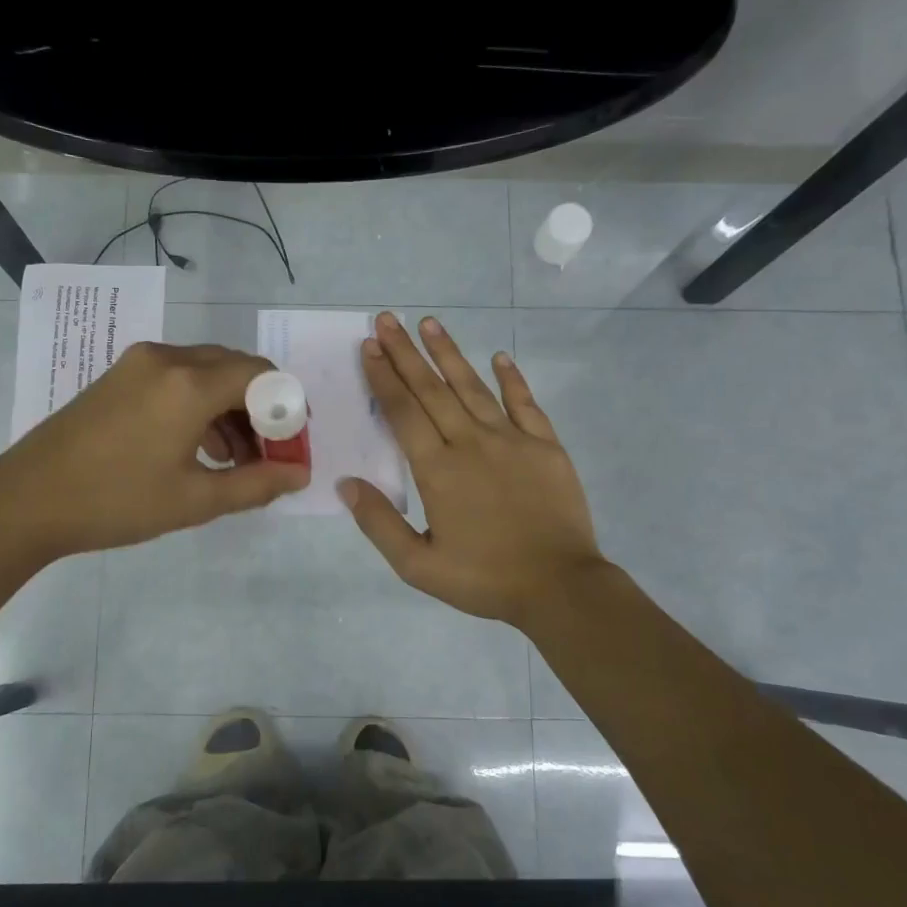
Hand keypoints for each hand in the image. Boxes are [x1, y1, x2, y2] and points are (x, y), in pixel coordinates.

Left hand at [0, 341, 308, 561]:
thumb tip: (301, 474)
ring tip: (236, 460)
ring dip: (230, 408)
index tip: (292, 446)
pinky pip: (176, 378)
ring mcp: (138, 363)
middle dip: (260, 408)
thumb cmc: (116, 502)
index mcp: (189, 383)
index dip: (287, 409)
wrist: (26, 501)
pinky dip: (199, 404)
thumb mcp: (195, 500)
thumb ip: (257, 484)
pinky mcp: (119, 375)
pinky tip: (199, 448)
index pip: (261, 377)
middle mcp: (167, 358)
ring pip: (205, 372)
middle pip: (235, 368)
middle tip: (268, 453)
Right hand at [340, 312, 605, 626]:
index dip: (384, 377)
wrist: (559, 587)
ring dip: (450, 354)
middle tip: (388, 319)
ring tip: (430, 323)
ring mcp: (512, 440)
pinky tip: (500, 357)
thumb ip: (379, 523)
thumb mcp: (418, 565)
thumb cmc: (484, 579)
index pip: (403, 412)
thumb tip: (346, 484)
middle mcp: (471, 443)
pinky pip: (525, 403)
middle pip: (432, 390)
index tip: (368, 346)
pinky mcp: (546, 446)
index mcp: (438, 470)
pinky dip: (512, 379)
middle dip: (406, 353)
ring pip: (473, 387)